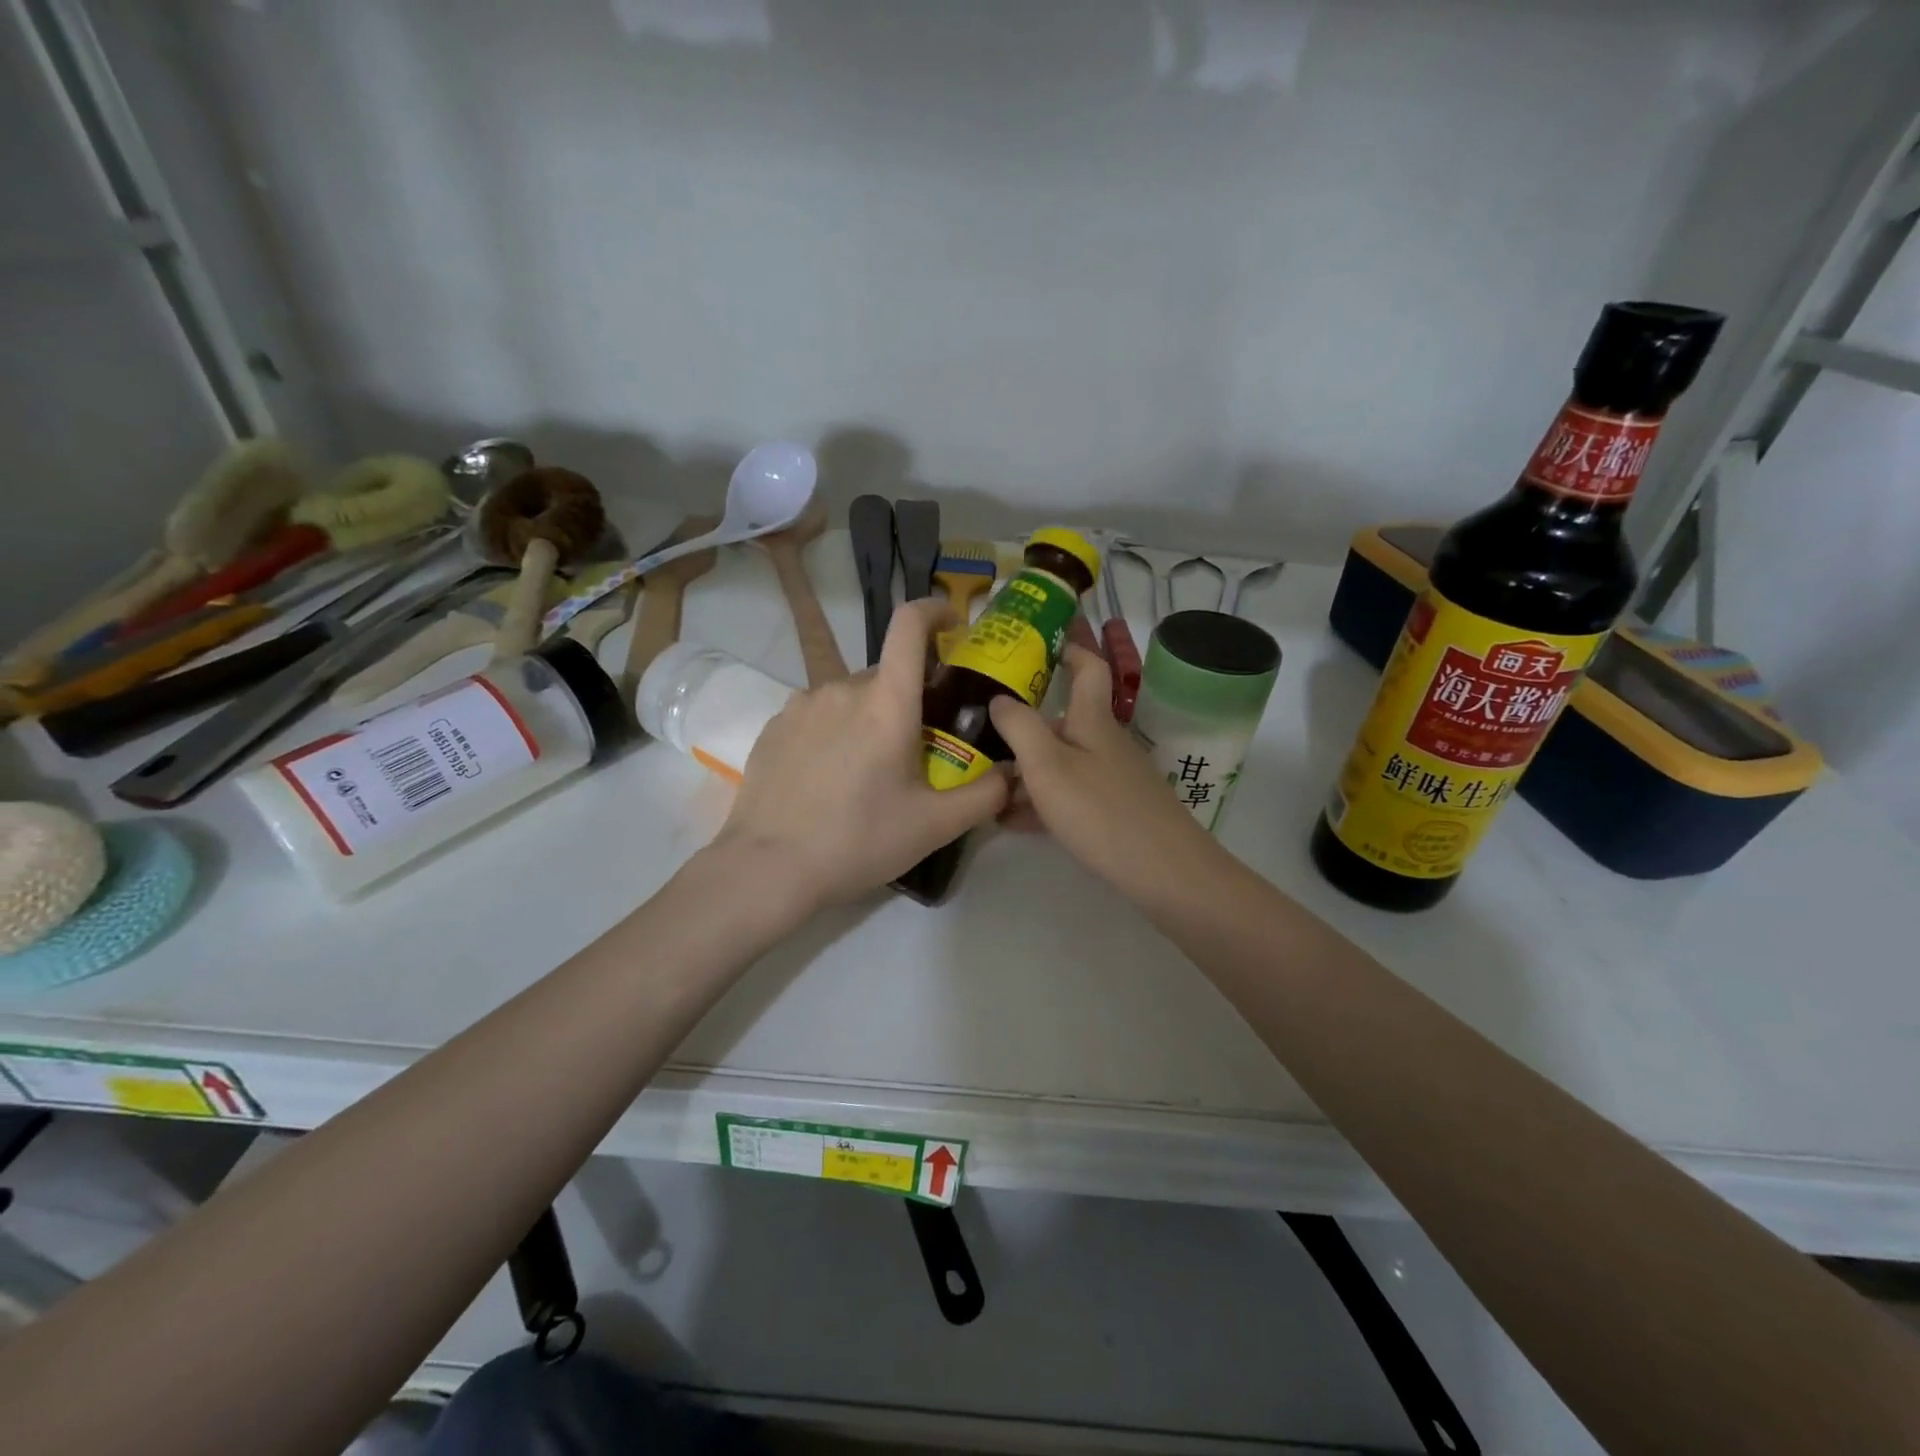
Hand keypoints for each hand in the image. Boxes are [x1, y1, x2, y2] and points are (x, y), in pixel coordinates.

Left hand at [709, 598, 1010, 909]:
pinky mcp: (775, 726)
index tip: (952, 625)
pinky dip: (835, 730)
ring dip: (870, 715)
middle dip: (910, 696)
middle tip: (919, 745)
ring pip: (851, 695)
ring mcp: (802, 705)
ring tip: (870, 769)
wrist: (767, 867)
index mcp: (886, 703)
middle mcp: (842, 689)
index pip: (909, 626)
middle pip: (887, 673)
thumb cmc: (857, 841)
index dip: (933, 611)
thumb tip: (1012, 773)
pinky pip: (818, 713)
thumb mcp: (933, 826)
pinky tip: (831, 776)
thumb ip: (984, 795)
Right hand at [989, 645, 1215, 894]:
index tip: (1038, 640)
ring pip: (1060, 762)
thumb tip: (999, 698)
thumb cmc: (1101, 810)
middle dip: (1023, 724)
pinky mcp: (1112, 810)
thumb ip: (1019, 727)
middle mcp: (1104, 742)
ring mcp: (1110, 778)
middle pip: (1062, 720)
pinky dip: (1039, 800)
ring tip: (982, 783)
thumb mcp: (1048, 766)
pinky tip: (1008, 819)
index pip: (1088, 667)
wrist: (1164, 872)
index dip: (1069, 648)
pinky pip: (1067, 794)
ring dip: (1024, 769)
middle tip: (979, 729)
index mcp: (1092, 720)